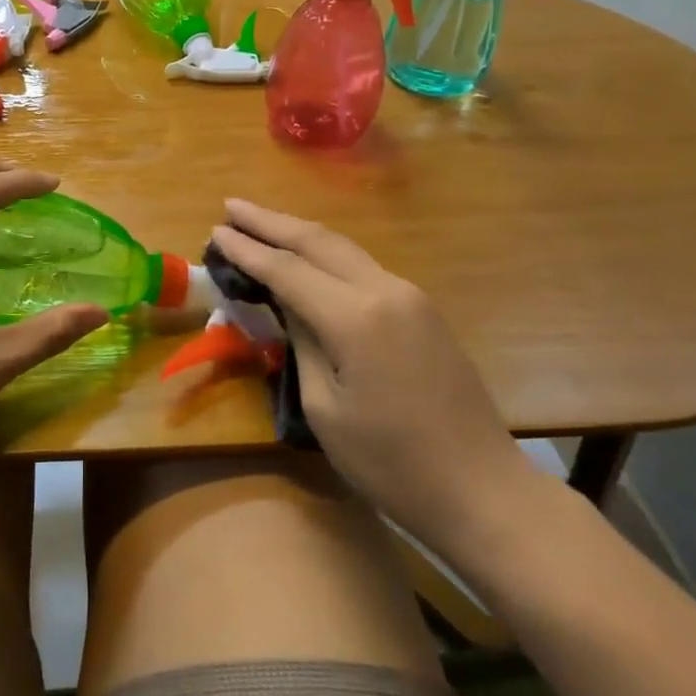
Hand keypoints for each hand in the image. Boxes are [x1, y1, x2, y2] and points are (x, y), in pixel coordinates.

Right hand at [211, 199, 537, 559]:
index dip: (247, 250)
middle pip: (318, 241)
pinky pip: (363, 268)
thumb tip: (287, 306)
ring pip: (344, 248)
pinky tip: (307, 257)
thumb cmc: (391, 462)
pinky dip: (326, 255)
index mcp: (355, 317)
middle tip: (231, 206)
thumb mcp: (325, 408)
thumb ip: (301, 343)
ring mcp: (410, 296)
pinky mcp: (422, 310)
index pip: (287, 269)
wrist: (482, 489)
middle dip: (270, 221)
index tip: (214, 230)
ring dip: (299, 233)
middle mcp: (385, 291)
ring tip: (261, 223)